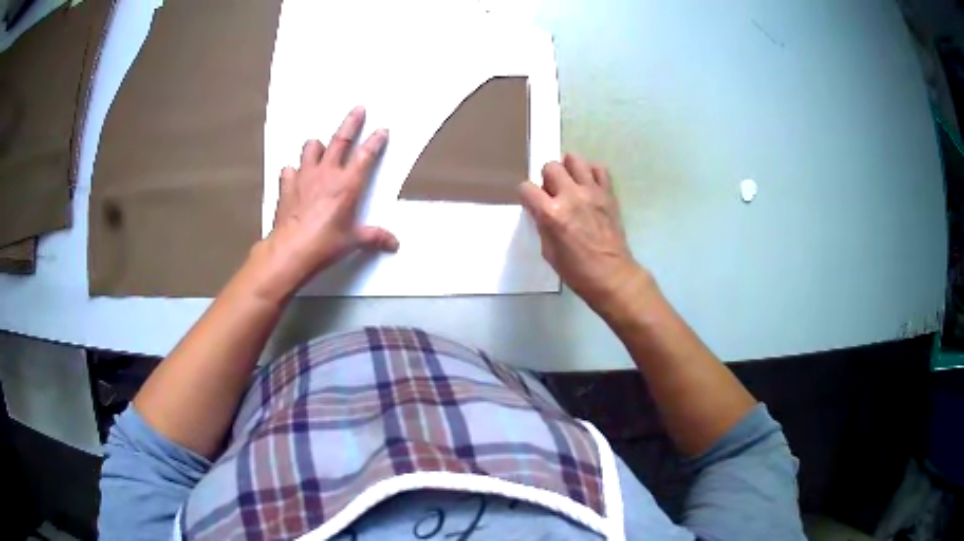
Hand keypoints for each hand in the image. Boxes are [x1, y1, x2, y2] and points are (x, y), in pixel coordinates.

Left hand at [260, 107, 397, 296]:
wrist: (290, 250)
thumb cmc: (324, 244)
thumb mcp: (353, 241)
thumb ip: (374, 237)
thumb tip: (393, 243)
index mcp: (347, 184)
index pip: (366, 156)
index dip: (375, 141)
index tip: (382, 130)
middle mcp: (326, 174)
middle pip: (341, 140)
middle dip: (352, 123)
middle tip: (358, 109)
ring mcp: (304, 176)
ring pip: (311, 148)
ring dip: (317, 146)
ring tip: (320, 148)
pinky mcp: (287, 185)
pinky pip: (289, 169)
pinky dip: (293, 171)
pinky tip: (296, 177)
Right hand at [519, 154, 645, 311]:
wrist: (612, 275)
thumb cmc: (576, 271)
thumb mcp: (548, 252)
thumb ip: (543, 225)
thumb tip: (541, 210)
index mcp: (552, 214)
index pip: (527, 188)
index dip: (526, 195)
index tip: (531, 202)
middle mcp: (571, 196)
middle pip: (550, 167)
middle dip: (547, 178)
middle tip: (552, 192)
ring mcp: (592, 192)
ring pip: (574, 159)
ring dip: (568, 169)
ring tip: (570, 183)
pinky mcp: (608, 193)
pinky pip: (599, 169)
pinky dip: (591, 173)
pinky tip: (588, 185)